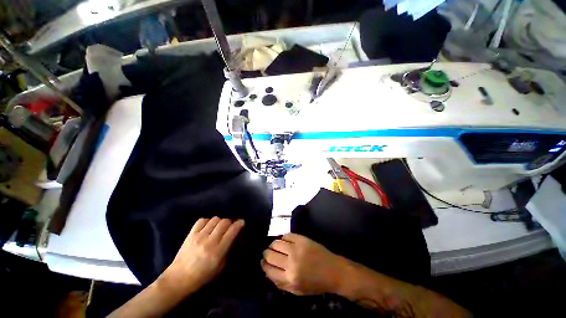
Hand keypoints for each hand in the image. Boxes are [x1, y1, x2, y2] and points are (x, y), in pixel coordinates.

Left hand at [160, 217, 244, 296]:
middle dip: (230, 221)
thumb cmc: (202, 276)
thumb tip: (234, 236)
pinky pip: (202, 220)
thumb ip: (228, 250)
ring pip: (215, 219)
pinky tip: (208, 226)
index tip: (242, 222)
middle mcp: (210, 241)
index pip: (232, 231)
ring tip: (219, 226)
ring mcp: (199, 236)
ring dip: (220, 221)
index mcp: (218, 251)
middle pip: (224, 222)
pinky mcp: (191, 234)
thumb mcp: (220, 267)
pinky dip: (208, 221)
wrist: (178, 279)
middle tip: (230, 225)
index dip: (239, 224)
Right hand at [261, 233, 347, 295]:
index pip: (269, 270)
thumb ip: (280, 283)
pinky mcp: (302, 239)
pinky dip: (283, 238)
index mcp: (289, 278)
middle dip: (266, 253)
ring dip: (273, 245)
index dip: (263, 265)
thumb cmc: (315, 284)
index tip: (262, 261)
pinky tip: (285, 241)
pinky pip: (287, 235)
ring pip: (276, 243)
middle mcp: (291, 262)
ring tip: (274, 246)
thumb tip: (267, 272)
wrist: (333, 270)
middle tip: (267, 253)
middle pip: (270, 255)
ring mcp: (296, 248)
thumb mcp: (297, 291)